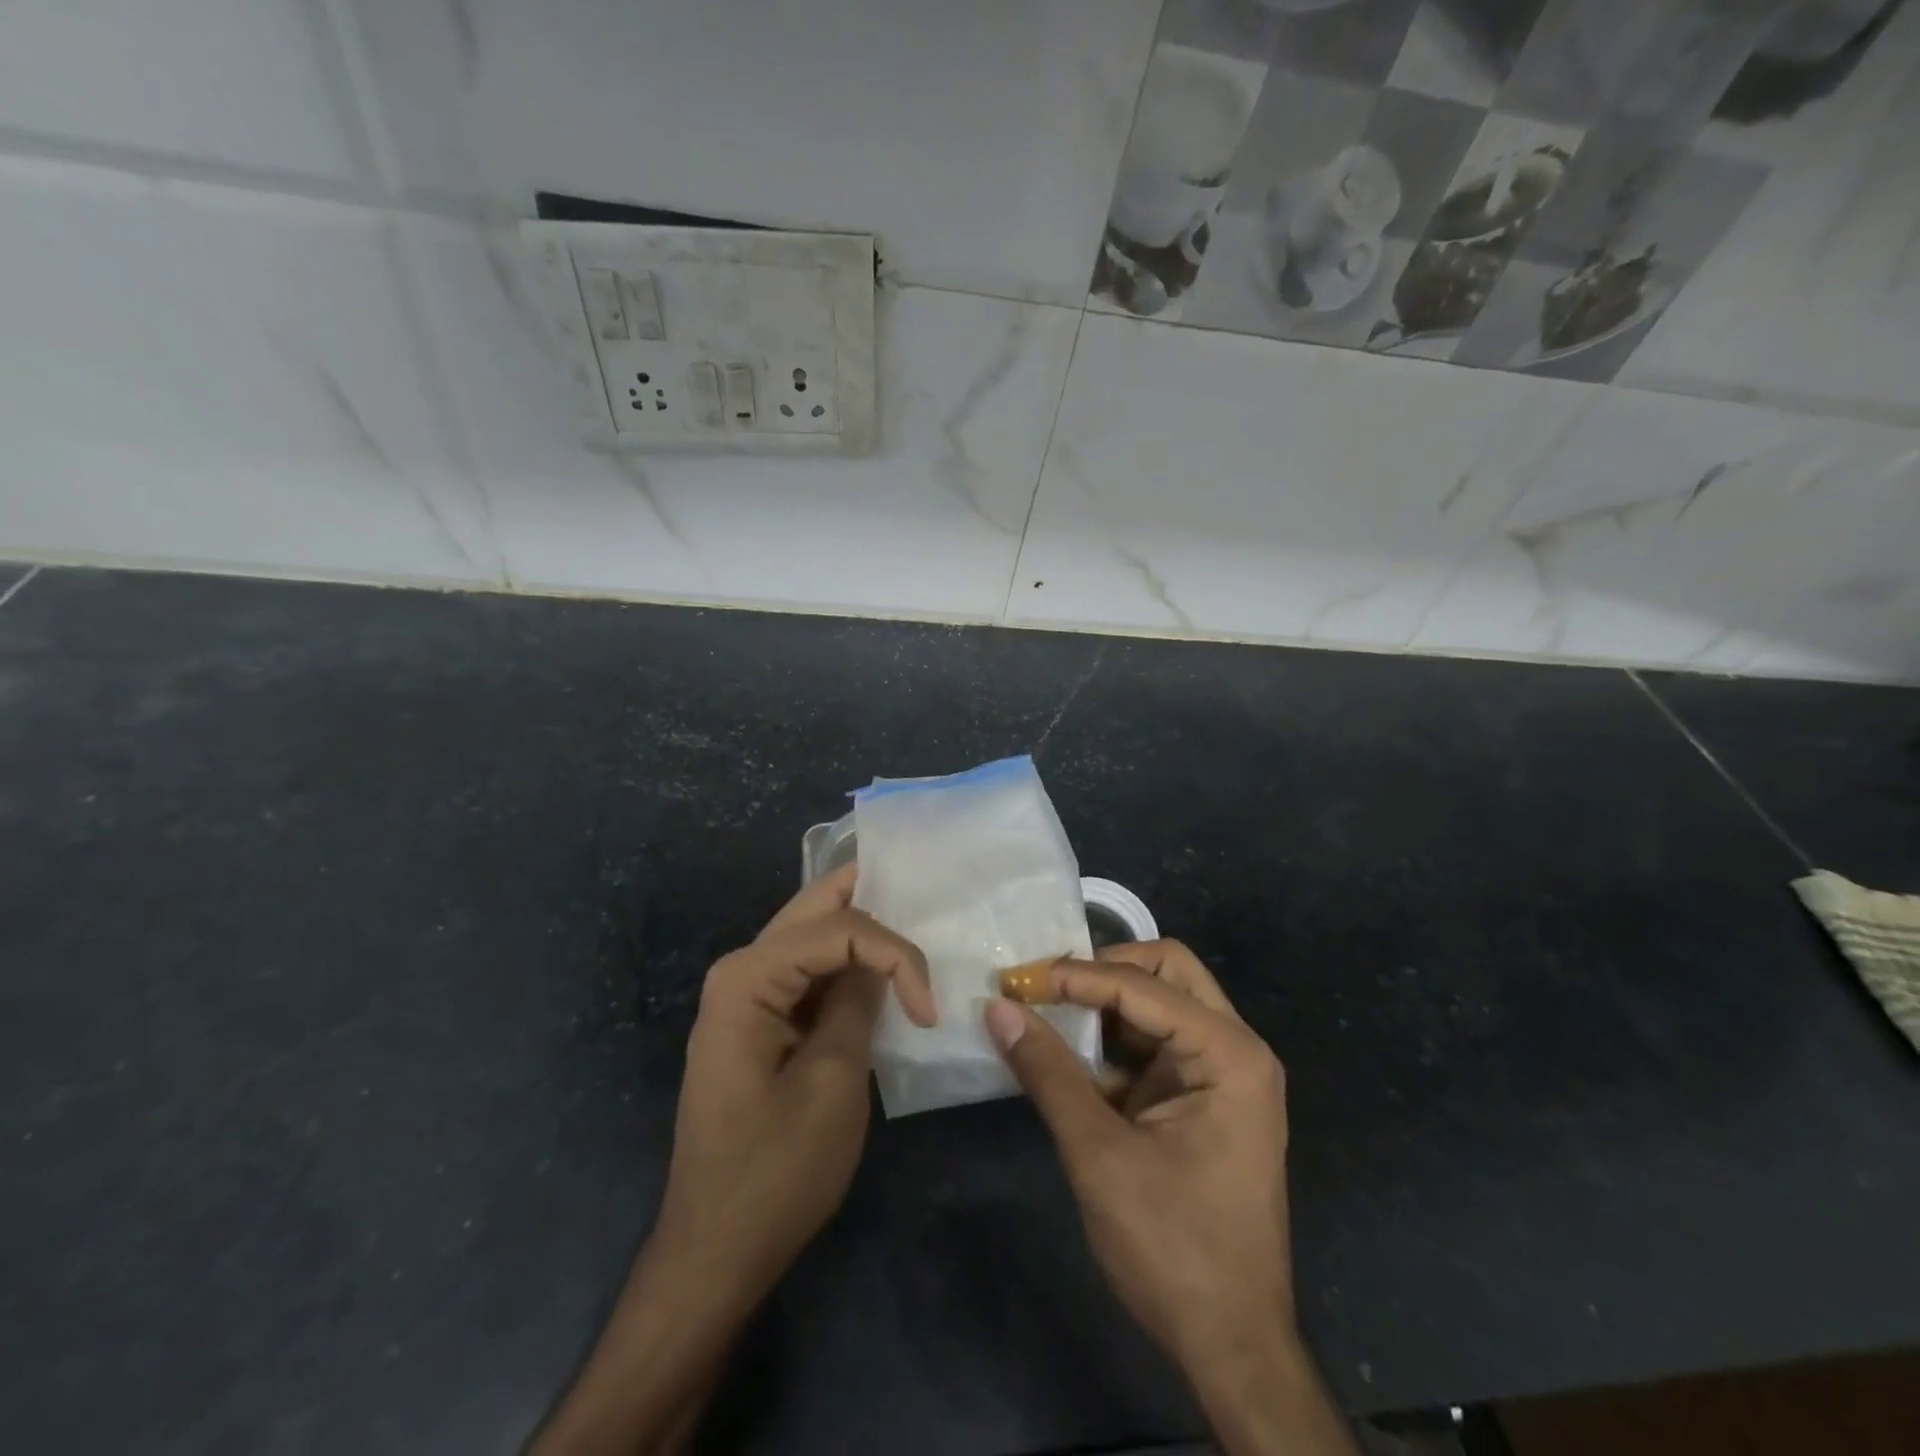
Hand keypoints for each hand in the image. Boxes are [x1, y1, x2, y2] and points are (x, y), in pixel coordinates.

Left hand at [651, 861, 935, 1303]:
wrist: (715, 1252)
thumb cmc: (775, 1173)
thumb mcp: (833, 1082)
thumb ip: (857, 1004)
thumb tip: (879, 963)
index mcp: (748, 978)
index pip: (838, 928)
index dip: (894, 953)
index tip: (929, 1010)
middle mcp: (740, 971)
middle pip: (815, 909)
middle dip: (872, 899)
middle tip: (925, 898)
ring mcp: (745, 997)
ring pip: (812, 936)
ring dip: (862, 931)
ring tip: (913, 927)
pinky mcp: (758, 1024)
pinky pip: (807, 974)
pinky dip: (847, 967)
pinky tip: (880, 970)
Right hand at [986, 942, 1356, 1455]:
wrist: (1230, 1347)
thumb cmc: (1173, 1249)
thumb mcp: (1100, 1156)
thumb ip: (1048, 1073)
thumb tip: (998, 1008)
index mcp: (1229, 1055)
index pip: (1145, 986)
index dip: (1078, 977)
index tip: (1020, 981)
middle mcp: (1234, 1049)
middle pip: (1167, 972)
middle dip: (1105, 970)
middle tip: (1047, 986)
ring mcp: (1220, 1073)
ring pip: (1159, 1003)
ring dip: (1103, 1003)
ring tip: (1045, 1011)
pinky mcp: (1200, 1098)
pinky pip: (1152, 1044)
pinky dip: (1109, 1041)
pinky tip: (1065, 1053)